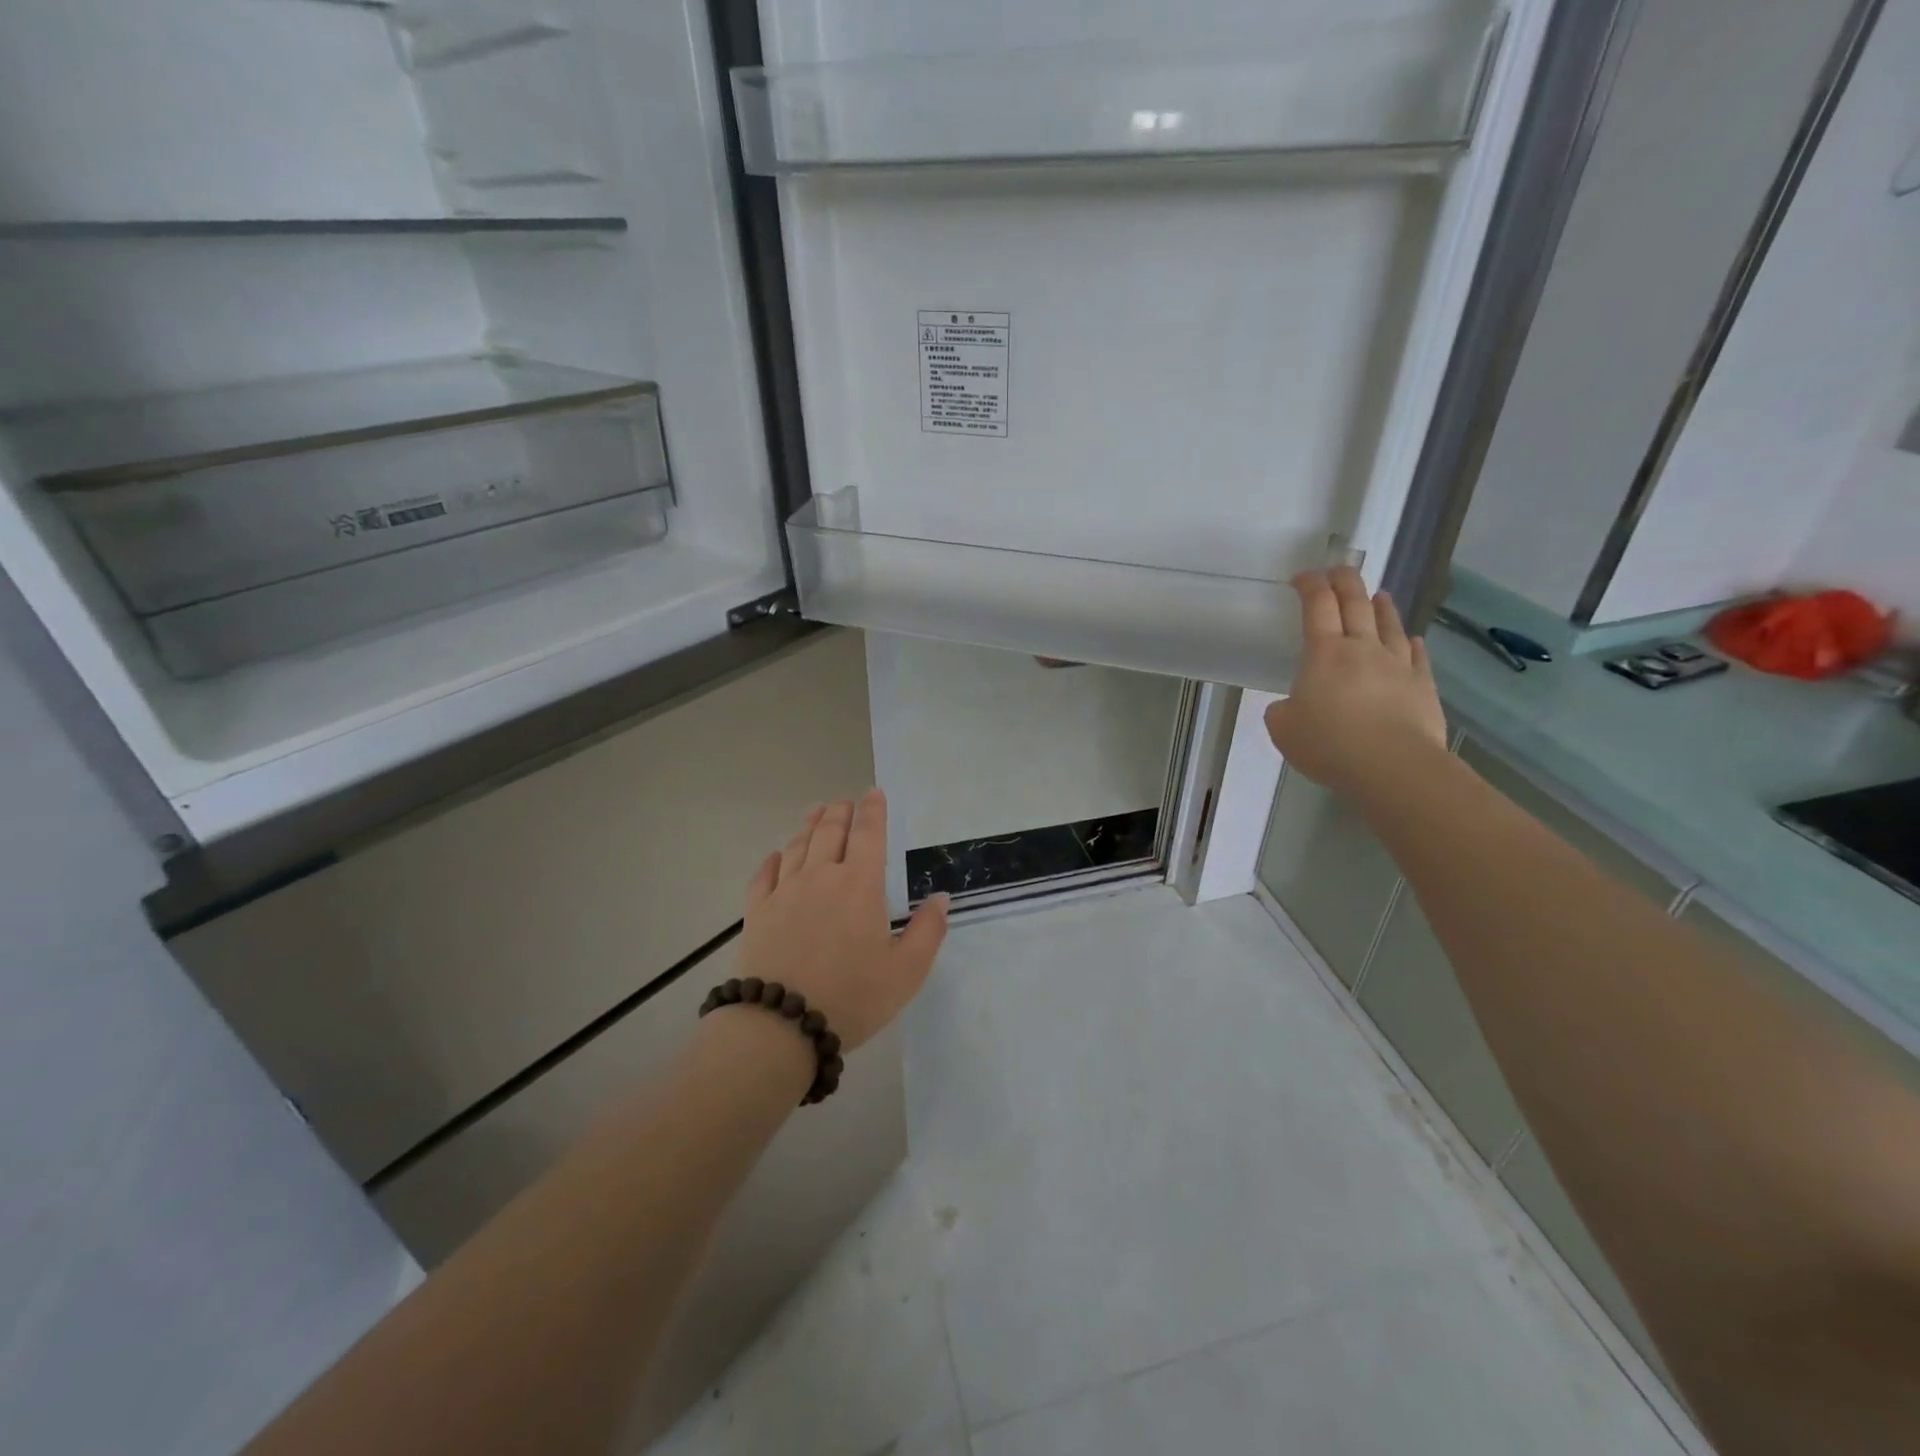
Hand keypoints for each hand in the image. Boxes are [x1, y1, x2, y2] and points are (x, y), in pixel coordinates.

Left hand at [734, 789, 948, 1050]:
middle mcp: (820, 877)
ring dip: (809, 825)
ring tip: (816, 813)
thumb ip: (928, 931)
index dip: (873, 811)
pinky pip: (764, 875)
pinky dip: (773, 859)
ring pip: (797, 847)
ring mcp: (784, 893)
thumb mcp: (906, 972)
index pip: (868, 835)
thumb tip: (941, 898)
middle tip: (845, 801)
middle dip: (840, 812)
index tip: (874, 793)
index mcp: (859, 885)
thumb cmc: (852, 997)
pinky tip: (777, 855)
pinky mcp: (757, 913)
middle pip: (830, 832)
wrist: (780, 1024)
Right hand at [1264, 567, 1448, 796]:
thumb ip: (1282, 710)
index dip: (1310, 586)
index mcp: (1325, 654)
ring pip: (1390, 626)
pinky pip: (1418, 657)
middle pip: (1356, 604)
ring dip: (1382, 607)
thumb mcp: (1284, 729)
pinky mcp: (1422, 686)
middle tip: (1339, 569)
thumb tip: (1291, 705)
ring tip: (1380, 595)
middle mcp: (1363, 649)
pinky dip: (1413, 644)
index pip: (1317, 606)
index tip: (1303, 576)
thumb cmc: (1329, 744)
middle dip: (1345, 582)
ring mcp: (1398, 665)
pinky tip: (1413, 639)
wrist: (1392, 766)